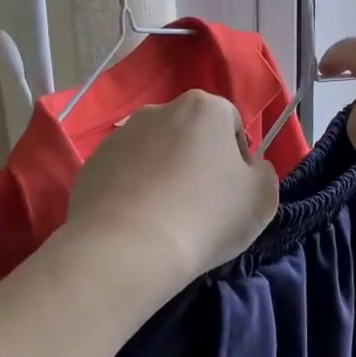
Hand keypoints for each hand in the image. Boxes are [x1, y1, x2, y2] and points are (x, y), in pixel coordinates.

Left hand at [64, 89, 280, 286]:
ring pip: (154, 153)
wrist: (127, 248)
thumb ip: (263, 173)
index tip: (233, 193)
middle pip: (189, 134)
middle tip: (201, 206)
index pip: (231, 125)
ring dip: (163, 175)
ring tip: (165, 218)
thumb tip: (249, 168)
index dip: (238, 159)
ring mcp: (120, 136)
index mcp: (204, 108)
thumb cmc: (207, 216)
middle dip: (196, 162)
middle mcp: (159, 110)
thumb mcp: (262, 198)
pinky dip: (132, 192)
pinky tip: (137, 224)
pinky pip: (123, 175)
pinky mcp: (92, 164)